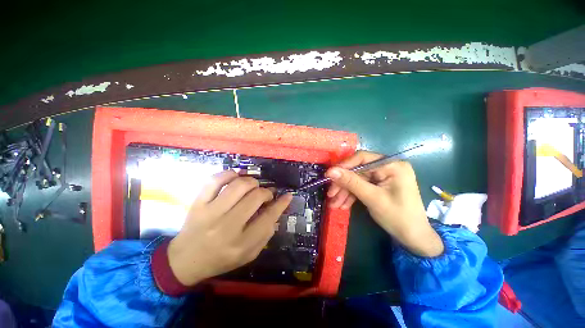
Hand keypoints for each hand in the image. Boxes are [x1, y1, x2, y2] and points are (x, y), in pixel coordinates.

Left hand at [167, 170, 292, 285]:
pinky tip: (236, 176)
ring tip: (253, 186)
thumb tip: (276, 211)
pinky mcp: (198, 203)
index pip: (268, 218)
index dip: (281, 204)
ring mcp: (210, 213)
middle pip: (255, 197)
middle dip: (266, 192)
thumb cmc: (221, 259)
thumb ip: (266, 234)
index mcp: (241, 244)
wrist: (185, 261)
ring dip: (251, 182)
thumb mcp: (249, 254)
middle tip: (266, 194)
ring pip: (238, 186)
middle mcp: (227, 227)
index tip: (287, 195)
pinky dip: (229, 174)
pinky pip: (215, 180)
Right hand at [326, 151, 443, 256]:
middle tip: (330, 194)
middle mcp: (387, 167)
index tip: (328, 175)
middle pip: (357, 171)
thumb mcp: (372, 198)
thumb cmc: (397, 217)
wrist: (413, 239)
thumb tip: (330, 171)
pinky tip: (343, 205)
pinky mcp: (379, 185)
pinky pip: (361, 187)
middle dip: (343, 184)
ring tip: (334, 204)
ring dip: (345, 192)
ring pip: (357, 180)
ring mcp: (383, 177)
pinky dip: (351, 195)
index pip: (362, 158)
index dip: (343, 166)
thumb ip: (351, 182)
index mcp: (392, 165)